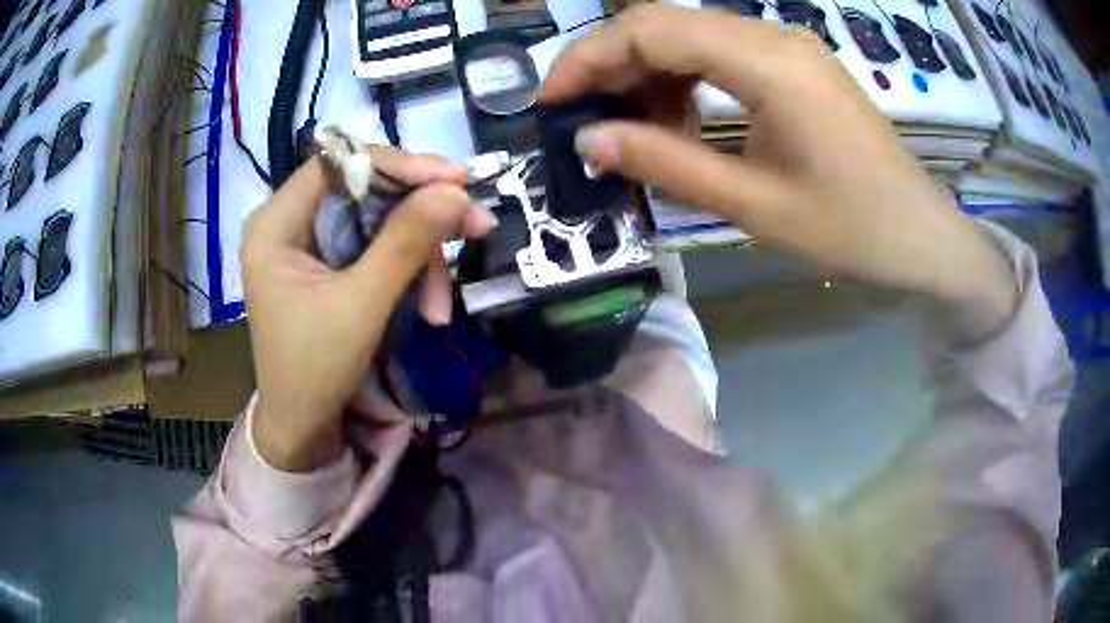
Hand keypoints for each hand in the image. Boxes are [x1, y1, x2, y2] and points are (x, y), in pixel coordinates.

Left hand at [241, 150, 493, 471]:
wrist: (303, 431)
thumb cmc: (314, 373)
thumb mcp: (361, 306)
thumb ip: (405, 243)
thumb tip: (456, 191)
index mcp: (275, 224)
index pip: (339, 164)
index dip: (398, 165)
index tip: (454, 179)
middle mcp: (288, 222)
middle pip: (364, 189)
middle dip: (419, 215)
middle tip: (472, 226)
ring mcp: (309, 244)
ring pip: (378, 220)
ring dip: (419, 255)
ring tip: (442, 304)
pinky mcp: (328, 265)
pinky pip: (376, 247)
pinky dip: (407, 272)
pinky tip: (429, 306)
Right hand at [541, 5, 1017, 336]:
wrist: (922, 236)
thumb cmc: (852, 230)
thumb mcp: (754, 205)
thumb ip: (667, 163)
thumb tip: (589, 141)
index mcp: (767, 62)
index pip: (649, 28)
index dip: (588, 58)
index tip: (551, 103)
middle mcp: (773, 36)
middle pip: (665, 23)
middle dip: (611, 65)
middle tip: (582, 120)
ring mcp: (788, 47)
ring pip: (691, 37)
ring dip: (649, 75)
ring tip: (632, 130)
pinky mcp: (796, 65)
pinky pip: (723, 55)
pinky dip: (687, 81)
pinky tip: (680, 120)